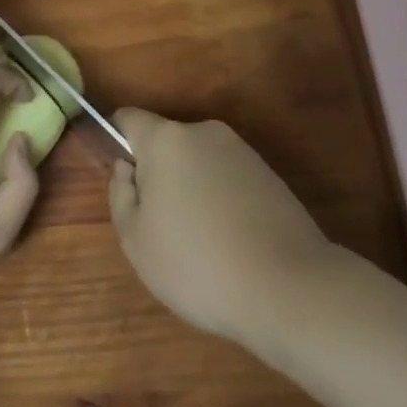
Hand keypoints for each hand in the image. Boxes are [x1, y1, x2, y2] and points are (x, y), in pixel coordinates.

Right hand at [108, 109, 332, 345]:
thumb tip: (127, 168)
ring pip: (198, 162)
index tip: (124, 182)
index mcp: (165, 139)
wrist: (289, 288)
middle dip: (158, 174)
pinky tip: (230, 243)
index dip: (118, 142)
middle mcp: (203, 131)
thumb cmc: (197, 264)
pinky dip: (221, 200)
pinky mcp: (269, 174)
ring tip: (201, 243)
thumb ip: (120, 194)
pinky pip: (228, 178)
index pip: (129, 119)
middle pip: (166, 143)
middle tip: (161, 226)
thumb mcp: (135, 240)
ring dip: (191, 189)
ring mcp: (241, 150)